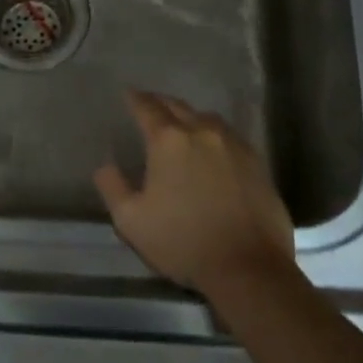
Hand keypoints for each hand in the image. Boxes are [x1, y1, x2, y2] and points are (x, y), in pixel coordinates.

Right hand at [94, 90, 294, 294]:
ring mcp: (233, 145)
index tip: (128, 94)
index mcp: (169, 140)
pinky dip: (214, 136)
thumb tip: (105, 166)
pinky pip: (230, 137)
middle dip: (161, 104)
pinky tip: (213, 151)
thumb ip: (113, 188)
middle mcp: (202, 131)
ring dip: (190, 117)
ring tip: (182, 127)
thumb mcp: (131, 221)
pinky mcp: (257, 163)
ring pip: (207, 118)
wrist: (248, 268)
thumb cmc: (183, 242)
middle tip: (151, 106)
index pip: (147, 107)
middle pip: (178, 106)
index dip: (135, 99)